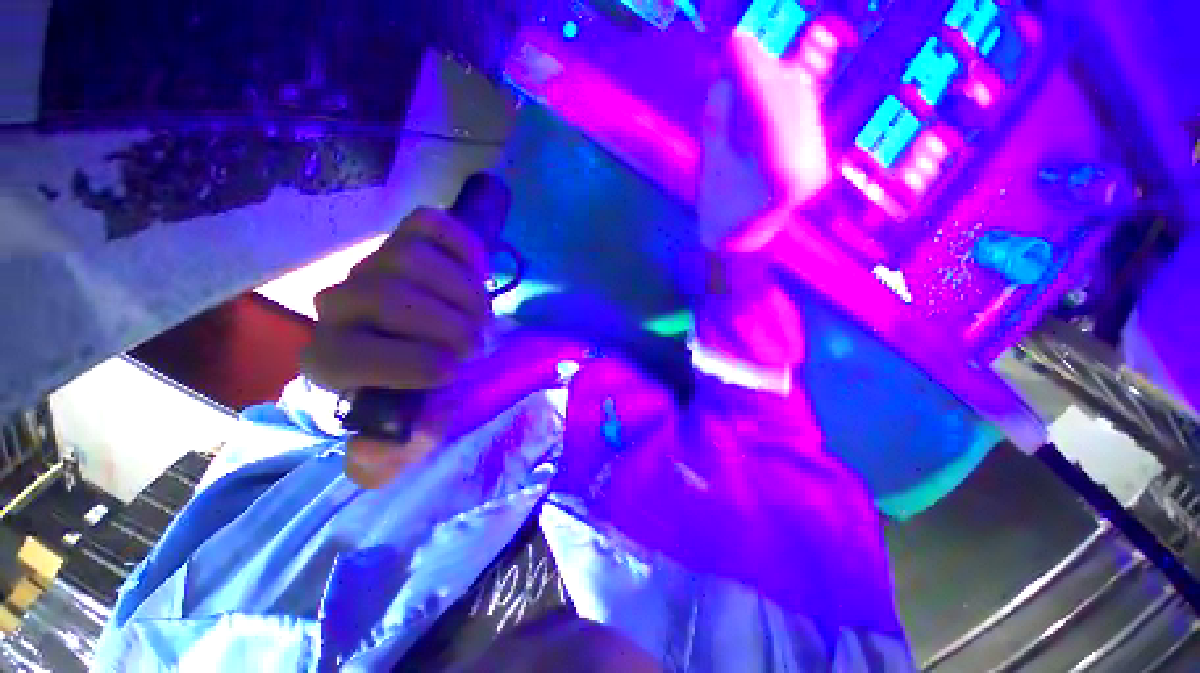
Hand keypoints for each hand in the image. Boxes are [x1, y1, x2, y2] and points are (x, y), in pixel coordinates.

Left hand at [300, 207, 492, 487]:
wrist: (427, 343)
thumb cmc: (420, 390)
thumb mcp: (407, 435)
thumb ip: (389, 455)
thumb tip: (380, 445)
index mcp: (331, 359)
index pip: (349, 357)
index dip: (411, 365)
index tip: (454, 372)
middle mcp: (340, 303)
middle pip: (390, 297)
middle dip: (450, 326)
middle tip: (476, 345)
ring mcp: (375, 262)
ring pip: (413, 259)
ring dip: (465, 293)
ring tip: (481, 315)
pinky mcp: (408, 237)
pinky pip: (431, 225)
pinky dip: (465, 247)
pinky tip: (480, 273)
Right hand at [698, 32, 832, 252]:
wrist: (744, 242)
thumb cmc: (720, 216)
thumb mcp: (712, 169)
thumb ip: (721, 122)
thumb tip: (727, 77)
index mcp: (781, 179)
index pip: (771, 113)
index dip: (752, 74)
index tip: (732, 39)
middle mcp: (810, 164)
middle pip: (791, 97)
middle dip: (761, 70)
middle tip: (732, 53)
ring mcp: (818, 158)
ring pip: (798, 96)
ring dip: (768, 79)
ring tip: (740, 84)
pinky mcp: (818, 152)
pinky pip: (800, 107)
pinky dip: (776, 93)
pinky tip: (757, 98)